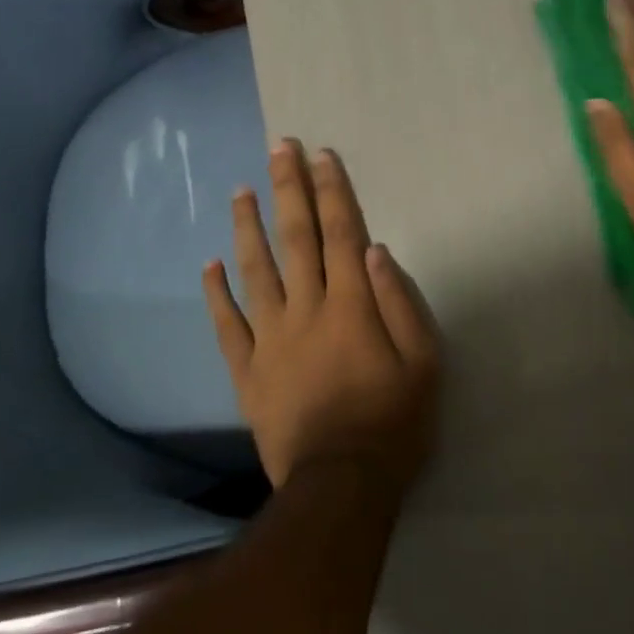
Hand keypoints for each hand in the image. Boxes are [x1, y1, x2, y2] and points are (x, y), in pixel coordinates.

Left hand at [203, 141, 440, 492]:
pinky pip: (227, 325)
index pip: (340, 234)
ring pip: (256, 271)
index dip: (331, 192)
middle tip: (279, 148)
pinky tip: (210, 264)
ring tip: (242, 190)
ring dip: (248, 227)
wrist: (341, 485)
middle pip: (296, 239)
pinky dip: (217, 293)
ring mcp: (271, 338)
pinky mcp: (248, 370)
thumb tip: (376, 250)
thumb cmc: (393, 423)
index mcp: (352, 305)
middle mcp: (307, 309)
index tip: (321, 156)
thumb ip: (400, 303)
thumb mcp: (423, 363)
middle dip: (289, 189)